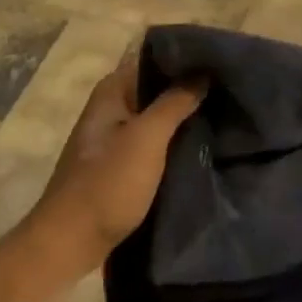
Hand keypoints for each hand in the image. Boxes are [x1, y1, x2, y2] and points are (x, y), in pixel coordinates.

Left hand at [22, 51, 205, 281]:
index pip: (154, 58)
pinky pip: (155, 142)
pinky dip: (175, 140)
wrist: (70, 243)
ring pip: (157, 116)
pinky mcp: (121, 165)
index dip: (186, 57)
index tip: (222, 60)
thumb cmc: (108, 184)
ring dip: (185, 116)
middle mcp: (112, 106)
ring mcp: (115, 137)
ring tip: (225, 113)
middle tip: (231, 88)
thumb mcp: (147, 138)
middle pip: (157, 87)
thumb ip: (175, 101)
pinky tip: (203, 144)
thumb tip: (202, 71)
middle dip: (190, 88)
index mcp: (113, 90)